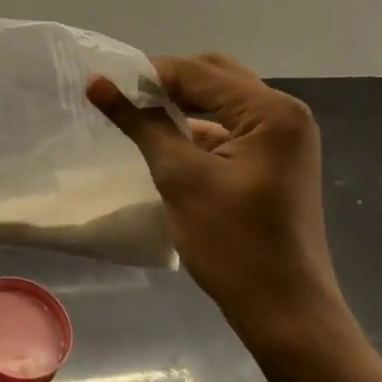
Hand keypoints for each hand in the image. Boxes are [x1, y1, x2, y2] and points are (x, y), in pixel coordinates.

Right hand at [88, 54, 360, 370]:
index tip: (102, 84)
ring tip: (136, 116)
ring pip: (222, 102)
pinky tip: (166, 142)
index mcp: (271, 111)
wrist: (283, 309)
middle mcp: (284, 114)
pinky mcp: (274, 161)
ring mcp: (283, 139)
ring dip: (182, 105)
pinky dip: (197, 129)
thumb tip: (96, 82)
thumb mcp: (180, 177)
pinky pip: (231, 129)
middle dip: (167, 83)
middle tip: (122, 98)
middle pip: (215, 78)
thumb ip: (140, 123)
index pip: (198, 72)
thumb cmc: (232, 243)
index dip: (148, 74)